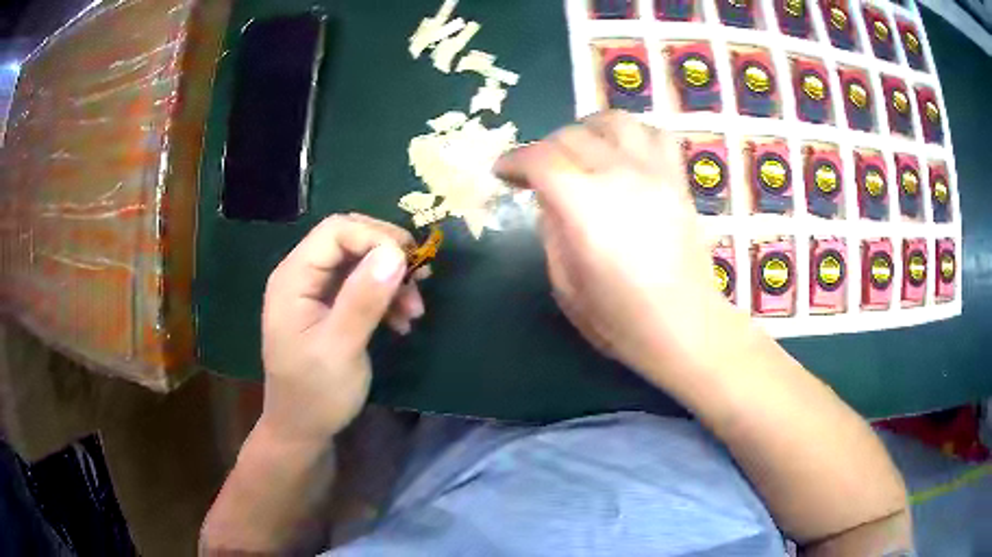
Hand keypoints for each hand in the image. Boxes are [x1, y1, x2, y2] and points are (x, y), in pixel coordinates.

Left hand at [260, 214, 425, 441]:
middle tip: (421, 278)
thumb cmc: (315, 393)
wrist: (302, 429)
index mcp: (293, 278)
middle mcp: (302, 275)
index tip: (411, 264)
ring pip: (359, 261)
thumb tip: (396, 253)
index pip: (336, 231)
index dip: (376, 237)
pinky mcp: (328, 306)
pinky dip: (385, 296)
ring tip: (415, 310)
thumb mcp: (341, 349)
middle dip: (388, 254)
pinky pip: (361, 285)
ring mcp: (314, 291)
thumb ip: (363, 300)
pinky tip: (401, 321)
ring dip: (391, 278)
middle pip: (349, 239)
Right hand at [494, 111, 729, 376]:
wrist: (686, 328)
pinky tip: (624, 154)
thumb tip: (549, 201)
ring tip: (581, 152)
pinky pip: (655, 134)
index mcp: (585, 207)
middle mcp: (620, 177)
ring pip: (615, 121)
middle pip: (571, 136)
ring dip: (588, 129)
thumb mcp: (566, 286)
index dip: (513, 161)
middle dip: (544, 149)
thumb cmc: (622, 320)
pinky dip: (632, 134)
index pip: (540, 159)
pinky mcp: (677, 180)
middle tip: (539, 173)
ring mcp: (654, 173)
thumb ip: (551, 233)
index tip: (503, 174)